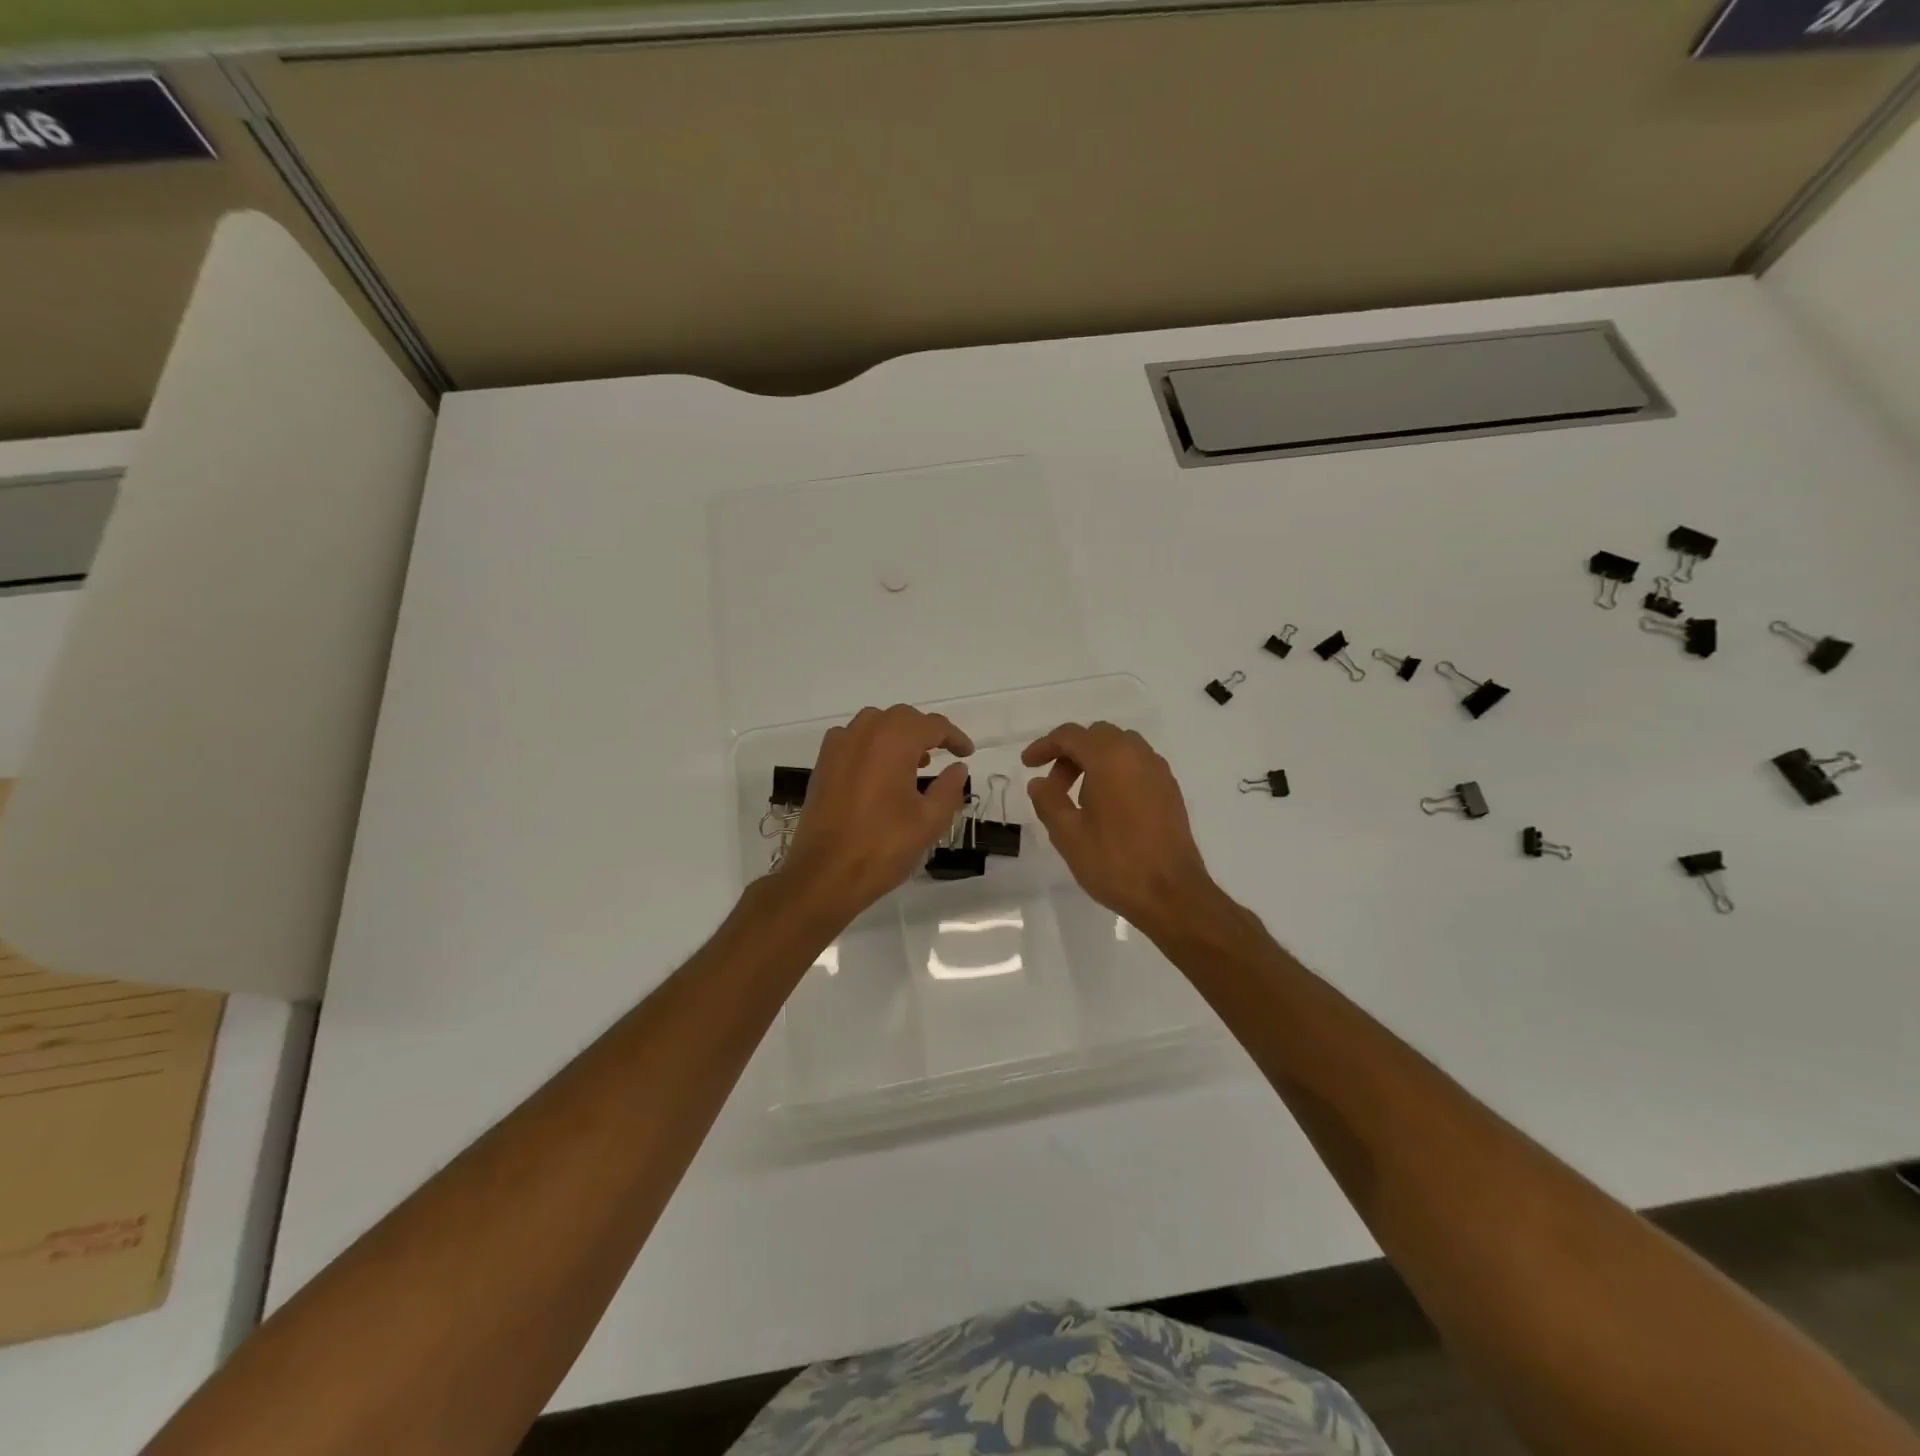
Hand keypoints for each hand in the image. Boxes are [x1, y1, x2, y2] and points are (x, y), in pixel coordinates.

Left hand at [780, 704, 974, 922]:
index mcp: (894, 741)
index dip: (954, 737)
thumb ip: (949, 788)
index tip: (967, 753)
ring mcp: (838, 747)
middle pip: (902, 718)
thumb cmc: (883, 846)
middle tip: (942, 754)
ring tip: (912, 763)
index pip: (932, 726)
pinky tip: (878, 773)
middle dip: (925, 732)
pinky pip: (852, 739)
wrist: (825, 874)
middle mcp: (864, 733)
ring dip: (897, 735)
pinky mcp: (822, 765)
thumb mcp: (929, 821)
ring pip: (874, 724)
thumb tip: (958, 768)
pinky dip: (871, 745)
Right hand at [1022, 721, 1217, 937]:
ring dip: (1094, 761)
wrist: (1171, 893)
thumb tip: (1039, 782)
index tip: (1027, 764)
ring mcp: (1158, 772)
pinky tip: (1107, 806)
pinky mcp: (1170, 790)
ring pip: (1120, 748)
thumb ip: (1048, 800)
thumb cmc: (1114, 862)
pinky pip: (1137, 765)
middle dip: (1070, 753)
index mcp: (1110, 758)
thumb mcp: (1068, 834)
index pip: (1070, 736)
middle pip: (1097, 736)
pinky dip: (1116, 772)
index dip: (1044, 746)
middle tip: (1053, 785)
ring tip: (1078, 797)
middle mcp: (1137, 755)